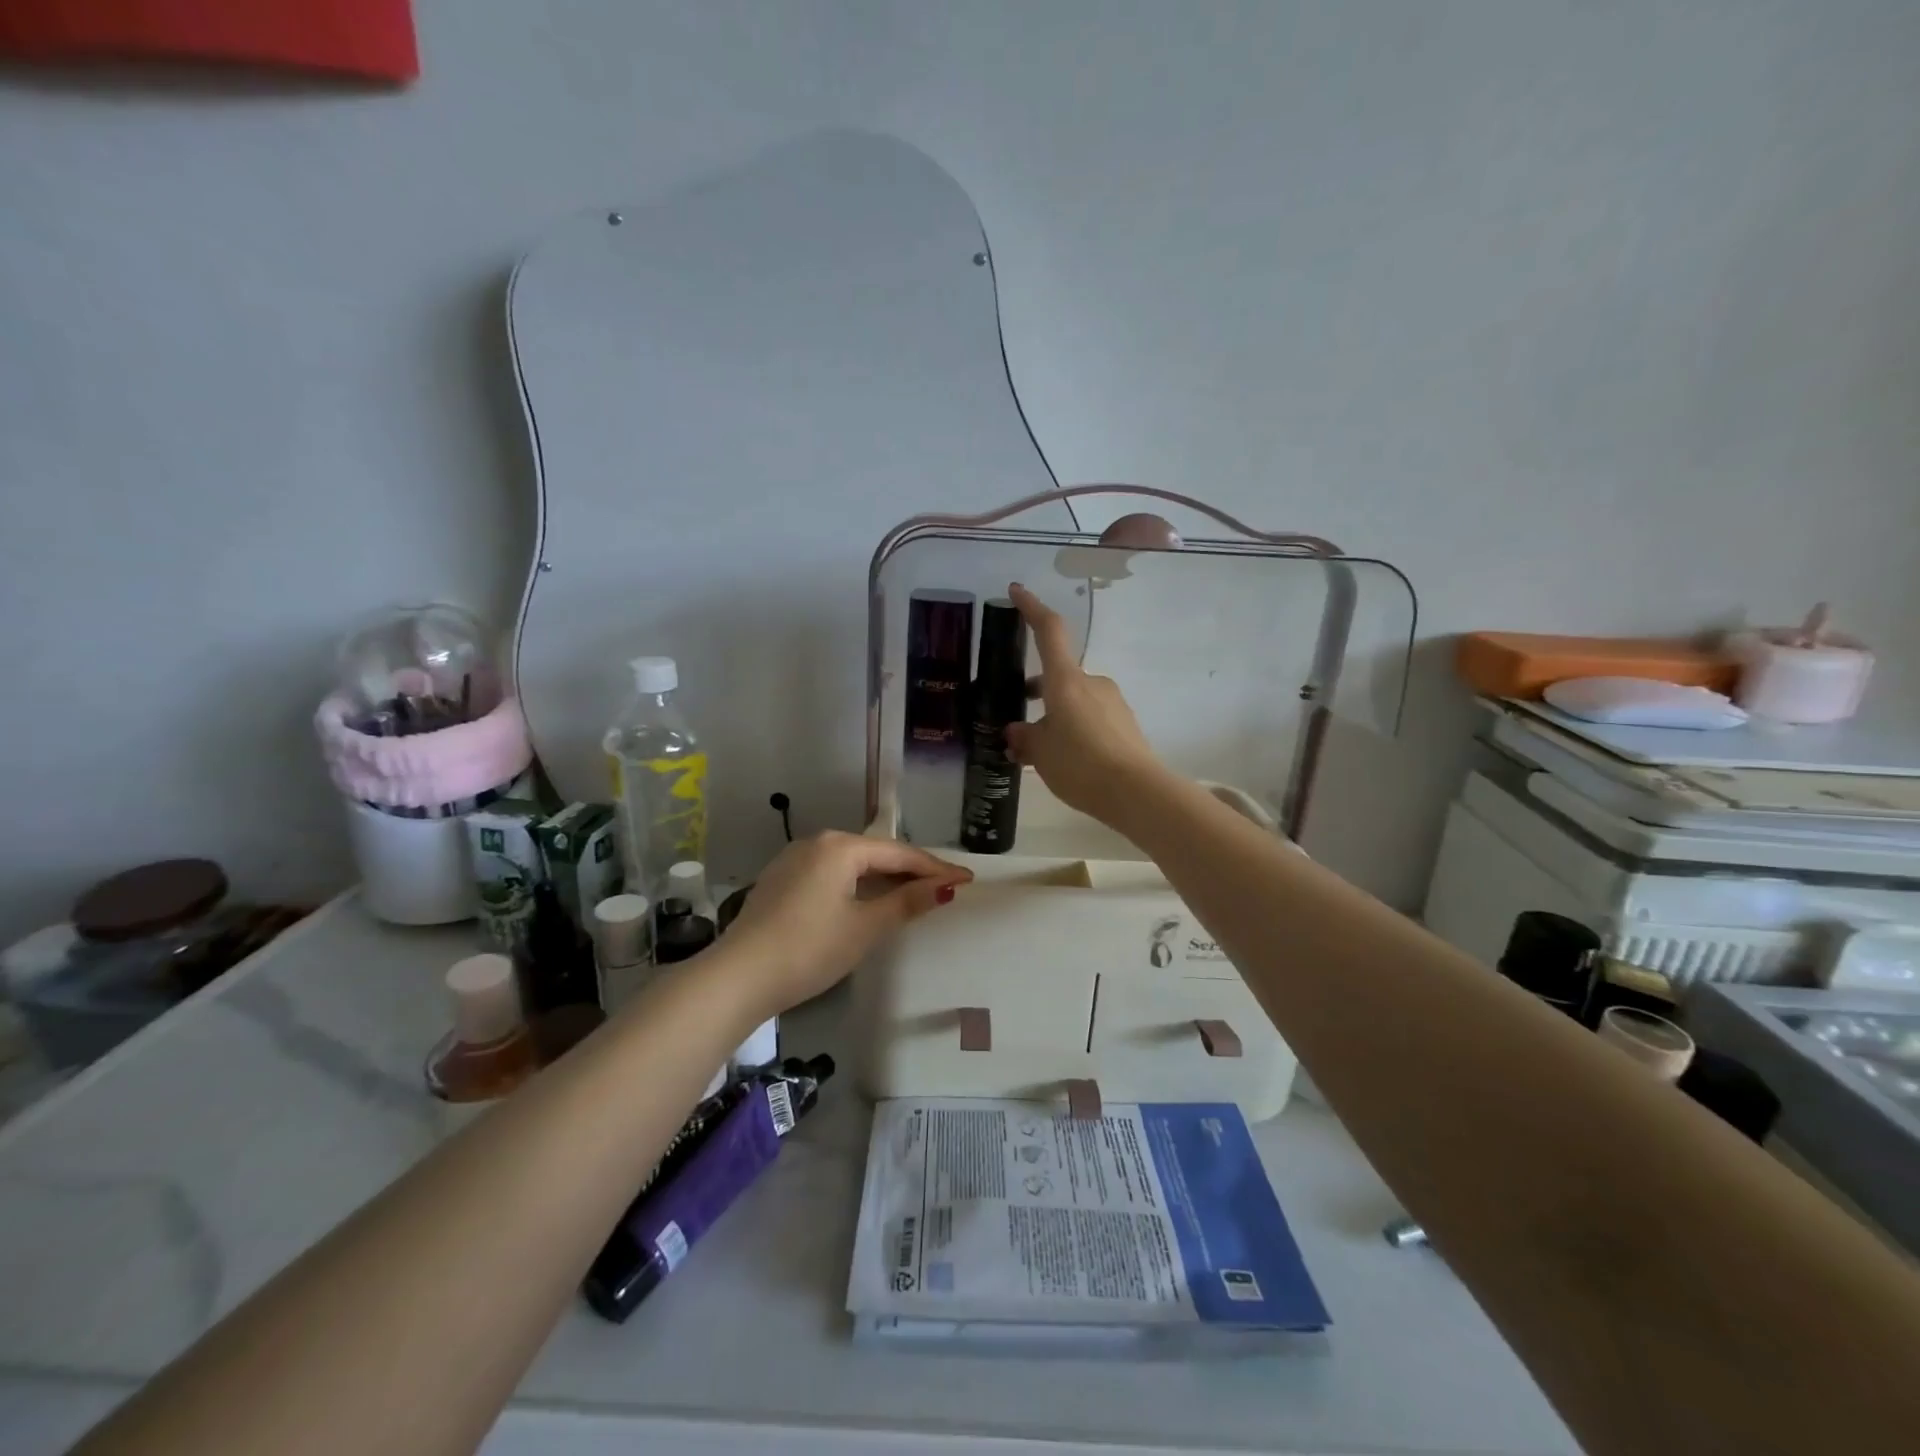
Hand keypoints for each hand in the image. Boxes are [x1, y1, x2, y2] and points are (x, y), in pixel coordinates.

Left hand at [719, 832, 970, 1018]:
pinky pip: (830, 874)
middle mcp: (817, 842)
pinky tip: (865, 900)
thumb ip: (907, 902)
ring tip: (912, 893)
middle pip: (875, 854)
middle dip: (910, 870)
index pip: (899, 853)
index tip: (966, 880)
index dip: (935, 868)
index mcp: (840, 846)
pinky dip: (855, 884)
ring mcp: (793, 860)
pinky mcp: (779, 880)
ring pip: (851, 863)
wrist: (737, 977)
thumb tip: (946, 887)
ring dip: (882, 878)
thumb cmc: (810, 949)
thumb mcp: (865, 927)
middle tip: (944, 887)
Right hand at [1004, 582, 1164, 823]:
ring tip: (1037, 751)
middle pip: (1058, 675)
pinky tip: (1065, 760)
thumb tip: (1016, 732)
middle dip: (1036, 692)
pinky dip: (1073, 729)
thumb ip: (1024, 738)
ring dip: (1054, 716)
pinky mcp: (1125, 724)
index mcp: (1066, 680)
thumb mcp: (1040, 753)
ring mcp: (1112, 702)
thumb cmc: (1080, 764)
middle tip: (1016, 719)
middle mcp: (1091, 683)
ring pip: (1073, 700)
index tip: (1016, 591)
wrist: (1137, 792)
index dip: (1031, 608)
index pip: (1049, 631)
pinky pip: (1090, 718)